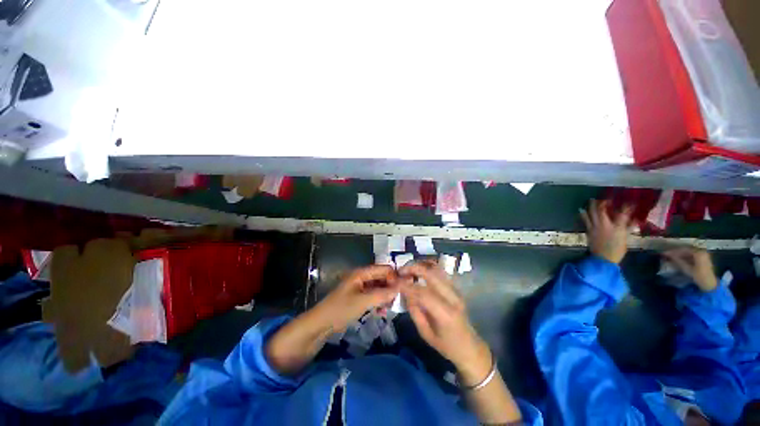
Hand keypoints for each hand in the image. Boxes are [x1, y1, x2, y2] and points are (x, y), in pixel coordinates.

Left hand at [315, 265, 398, 331]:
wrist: (322, 323)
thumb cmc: (341, 309)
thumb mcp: (363, 301)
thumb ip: (382, 294)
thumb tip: (400, 288)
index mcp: (362, 273)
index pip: (383, 269)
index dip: (394, 276)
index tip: (403, 288)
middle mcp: (362, 277)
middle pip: (382, 277)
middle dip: (391, 287)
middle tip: (398, 299)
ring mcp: (360, 287)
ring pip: (379, 287)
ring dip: (385, 295)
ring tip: (390, 306)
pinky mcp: (359, 297)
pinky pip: (373, 295)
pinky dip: (379, 301)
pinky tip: (382, 311)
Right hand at [398, 261, 491, 384]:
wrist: (470, 347)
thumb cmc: (446, 345)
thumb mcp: (425, 334)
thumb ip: (415, 312)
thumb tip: (406, 293)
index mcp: (445, 314)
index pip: (424, 293)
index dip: (408, 286)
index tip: (395, 283)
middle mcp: (453, 298)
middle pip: (432, 275)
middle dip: (414, 269)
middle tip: (401, 271)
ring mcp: (456, 291)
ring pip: (438, 270)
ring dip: (421, 266)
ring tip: (408, 269)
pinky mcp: (456, 289)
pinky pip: (441, 273)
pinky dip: (429, 269)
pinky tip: (419, 271)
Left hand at [580, 199, 632, 263]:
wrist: (603, 259)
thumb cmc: (617, 250)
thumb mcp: (626, 239)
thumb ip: (628, 228)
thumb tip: (635, 221)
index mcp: (617, 228)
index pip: (623, 214)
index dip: (626, 207)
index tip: (629, 202)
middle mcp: (605, 225)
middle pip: (601, 211)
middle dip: (602, 203)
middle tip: (604, 198)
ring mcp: (595, 227)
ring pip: (591, 214)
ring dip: (591, 206)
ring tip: (591, 200)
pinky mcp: (588, 231)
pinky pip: (585, 220)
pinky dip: (583, 214)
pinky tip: (581, 210)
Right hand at [662, 247, 718, 291]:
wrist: (710, 284)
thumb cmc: (699, 276)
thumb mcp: (687, 269)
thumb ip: (677, 261)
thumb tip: (667, 255)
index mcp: (698, 252)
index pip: (683, 249)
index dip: (673, 251)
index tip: (665, 253)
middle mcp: (701, 251)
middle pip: (686, 250)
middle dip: (677, 252)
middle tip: (667, 255)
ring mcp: (704, 255)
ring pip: (689, 252)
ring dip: (680, 255)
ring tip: (672, 257)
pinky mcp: (704, 259)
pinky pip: (692, 255)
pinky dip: (685, 257)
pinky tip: (680, 260)